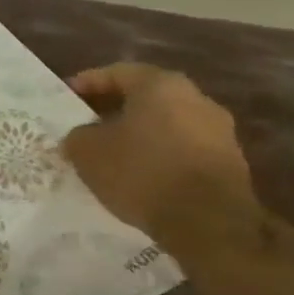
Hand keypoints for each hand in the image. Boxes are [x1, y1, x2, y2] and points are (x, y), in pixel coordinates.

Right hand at [60, 63, 257, 244]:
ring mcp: (218, 130)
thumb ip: (78, 134)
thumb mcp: (86, 150)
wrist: (209, 222)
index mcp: (161, 86)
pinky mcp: (227, 161)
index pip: (117, 72)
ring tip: (108, 151)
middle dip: (113, 108)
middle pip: (145, 96)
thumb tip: (84, 135)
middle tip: (84, 123)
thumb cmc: (140, 171)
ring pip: (164, 122)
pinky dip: (156, 152)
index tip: (66, 98)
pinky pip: (180, 146)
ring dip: (136, 131)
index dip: (87, 83)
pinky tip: (136, 171)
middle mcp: (196, 99)